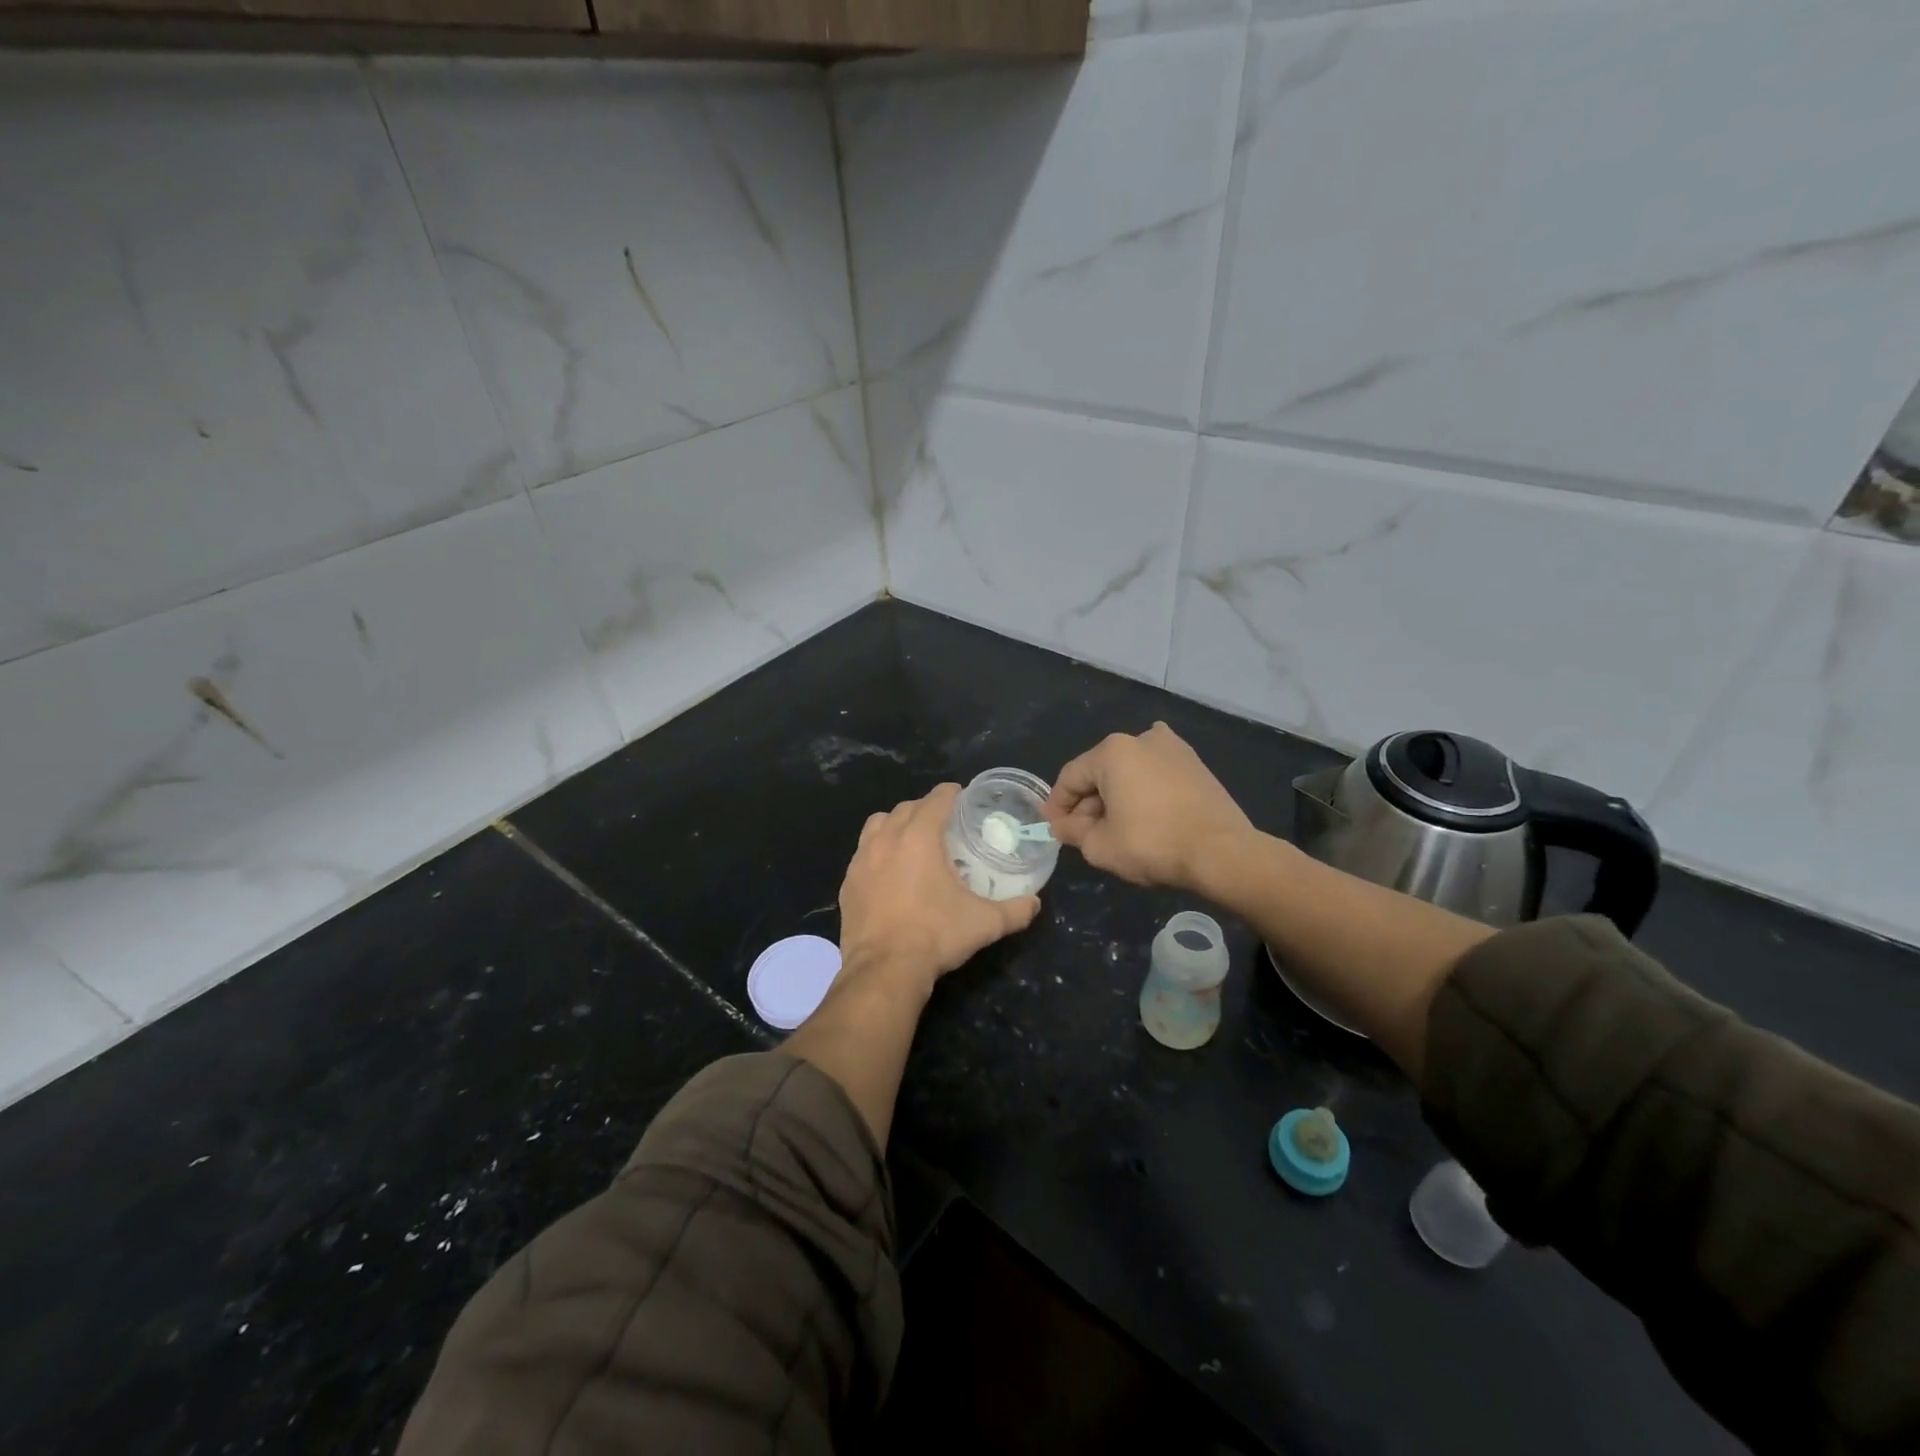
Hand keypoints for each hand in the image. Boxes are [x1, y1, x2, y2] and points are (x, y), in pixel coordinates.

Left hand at [838, 783, 1040, 992]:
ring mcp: (861, 860)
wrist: (884, 970)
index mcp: (919, 837)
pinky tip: (889, 873)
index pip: (936, 799)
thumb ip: (1015, 910)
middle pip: (906, 808)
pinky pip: (862, 853)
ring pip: (878, 825)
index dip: (951, 794)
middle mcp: (887, 839)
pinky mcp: (847, 883)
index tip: (962, 798)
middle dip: (925, 808)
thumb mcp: (984, 923)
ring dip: (896, 824)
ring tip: (912, 841)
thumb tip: (1035, 903)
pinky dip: (877, 852)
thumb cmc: (936, 936)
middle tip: (943, 823)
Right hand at [1045, 723, 1254, 890]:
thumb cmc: (1152, 843)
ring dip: (1116, 797)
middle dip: (1088, 803)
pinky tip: (1143, 813)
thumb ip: (1073, 832)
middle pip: (1101, 772)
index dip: (1057, 805)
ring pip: (1129, 772)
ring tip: (1114, 829)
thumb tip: (1063, 825)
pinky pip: (1156, 775)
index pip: (1071, 777)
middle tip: (1083, 834)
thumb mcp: (1099, 846)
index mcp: (1112, 751)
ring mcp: (1173, 748)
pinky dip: (1144, 792)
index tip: (1054, 829)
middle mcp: (1141, 738)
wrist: (1221, 852)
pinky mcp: (1195, 764)